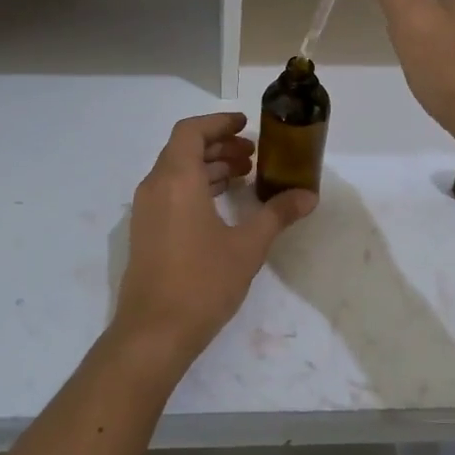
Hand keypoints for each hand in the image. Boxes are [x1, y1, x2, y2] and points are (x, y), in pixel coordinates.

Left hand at [111, 113, 315, 374]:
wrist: (154, 332)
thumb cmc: (202, 282)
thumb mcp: (248, 246)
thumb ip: (278, 214)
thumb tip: (308, 195)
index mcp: (176, 179)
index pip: (191, 131)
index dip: (219, 122)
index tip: (246, 125)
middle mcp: (155, 186)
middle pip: (184, 149)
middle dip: (219, 146)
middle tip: (252, 156)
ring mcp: (145, 210)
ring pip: (176, 172)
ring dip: (208, 168)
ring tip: (243, 177)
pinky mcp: (145, 231)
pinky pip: (170, 193)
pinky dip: (195, 187)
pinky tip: (222, 206)